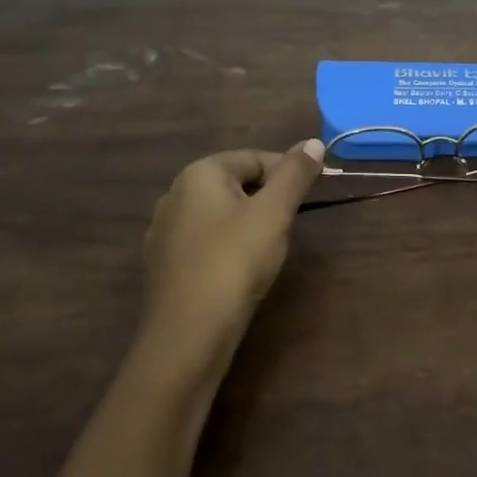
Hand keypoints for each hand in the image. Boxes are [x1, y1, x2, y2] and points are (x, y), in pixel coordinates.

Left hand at [137, 141, 325, 378]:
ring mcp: (164, 229)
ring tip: (268, 248)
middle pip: (235, 183)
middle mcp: (175, 193)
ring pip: (219, 212)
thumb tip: (313, 142)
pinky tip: (238, 269)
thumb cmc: (235, 262)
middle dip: (267, 198)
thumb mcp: (274, 214)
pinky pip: (204, 240)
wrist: (188, 334)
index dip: (287, 173)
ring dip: (247, 222)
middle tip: (289, 225)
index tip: (310, 196)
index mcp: (200, 173)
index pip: (254, 157)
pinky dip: (226, 245)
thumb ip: (294, 175)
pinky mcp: (163, 262)